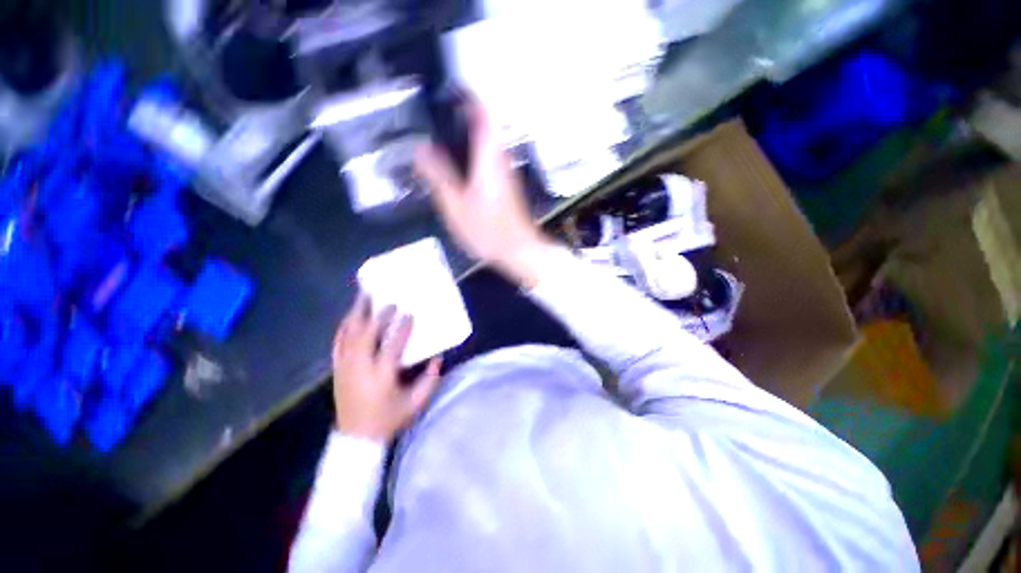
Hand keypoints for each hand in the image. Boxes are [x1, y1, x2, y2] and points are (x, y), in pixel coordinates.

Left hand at [332, 294, 442, 443]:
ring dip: (357, 315)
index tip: (409, 314)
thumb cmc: (389, 419)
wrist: (356, 438)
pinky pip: (338, 343)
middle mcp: (361, 367)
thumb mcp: (416, 402)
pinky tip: (349, 318)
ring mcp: (346, 367)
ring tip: (363, 297)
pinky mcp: (338, 369)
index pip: (392, 345)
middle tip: (388, 302)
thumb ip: (430, 379)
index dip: (402, 327)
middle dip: (378, 316)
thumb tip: (438, 357)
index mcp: (382, 375)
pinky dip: (343, 328)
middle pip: (366, 334)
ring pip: (349, 335)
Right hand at [415, 96, 553, 287]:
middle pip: (484, 126)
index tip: (447, 92)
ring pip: (486, 143)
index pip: (483, 114)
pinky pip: (487, 160)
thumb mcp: (456, 206)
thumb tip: (420, 149)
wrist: (519, 250)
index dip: (468, 97)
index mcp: (489, 157)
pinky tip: (456, 169)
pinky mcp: (506, 185)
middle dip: (461, 116)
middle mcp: (500, 159)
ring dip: (465, 137)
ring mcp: (505, 173)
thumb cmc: (488, 230)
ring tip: (438, 141)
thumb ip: (438, 176)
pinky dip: (472, 155)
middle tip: (434, 119)